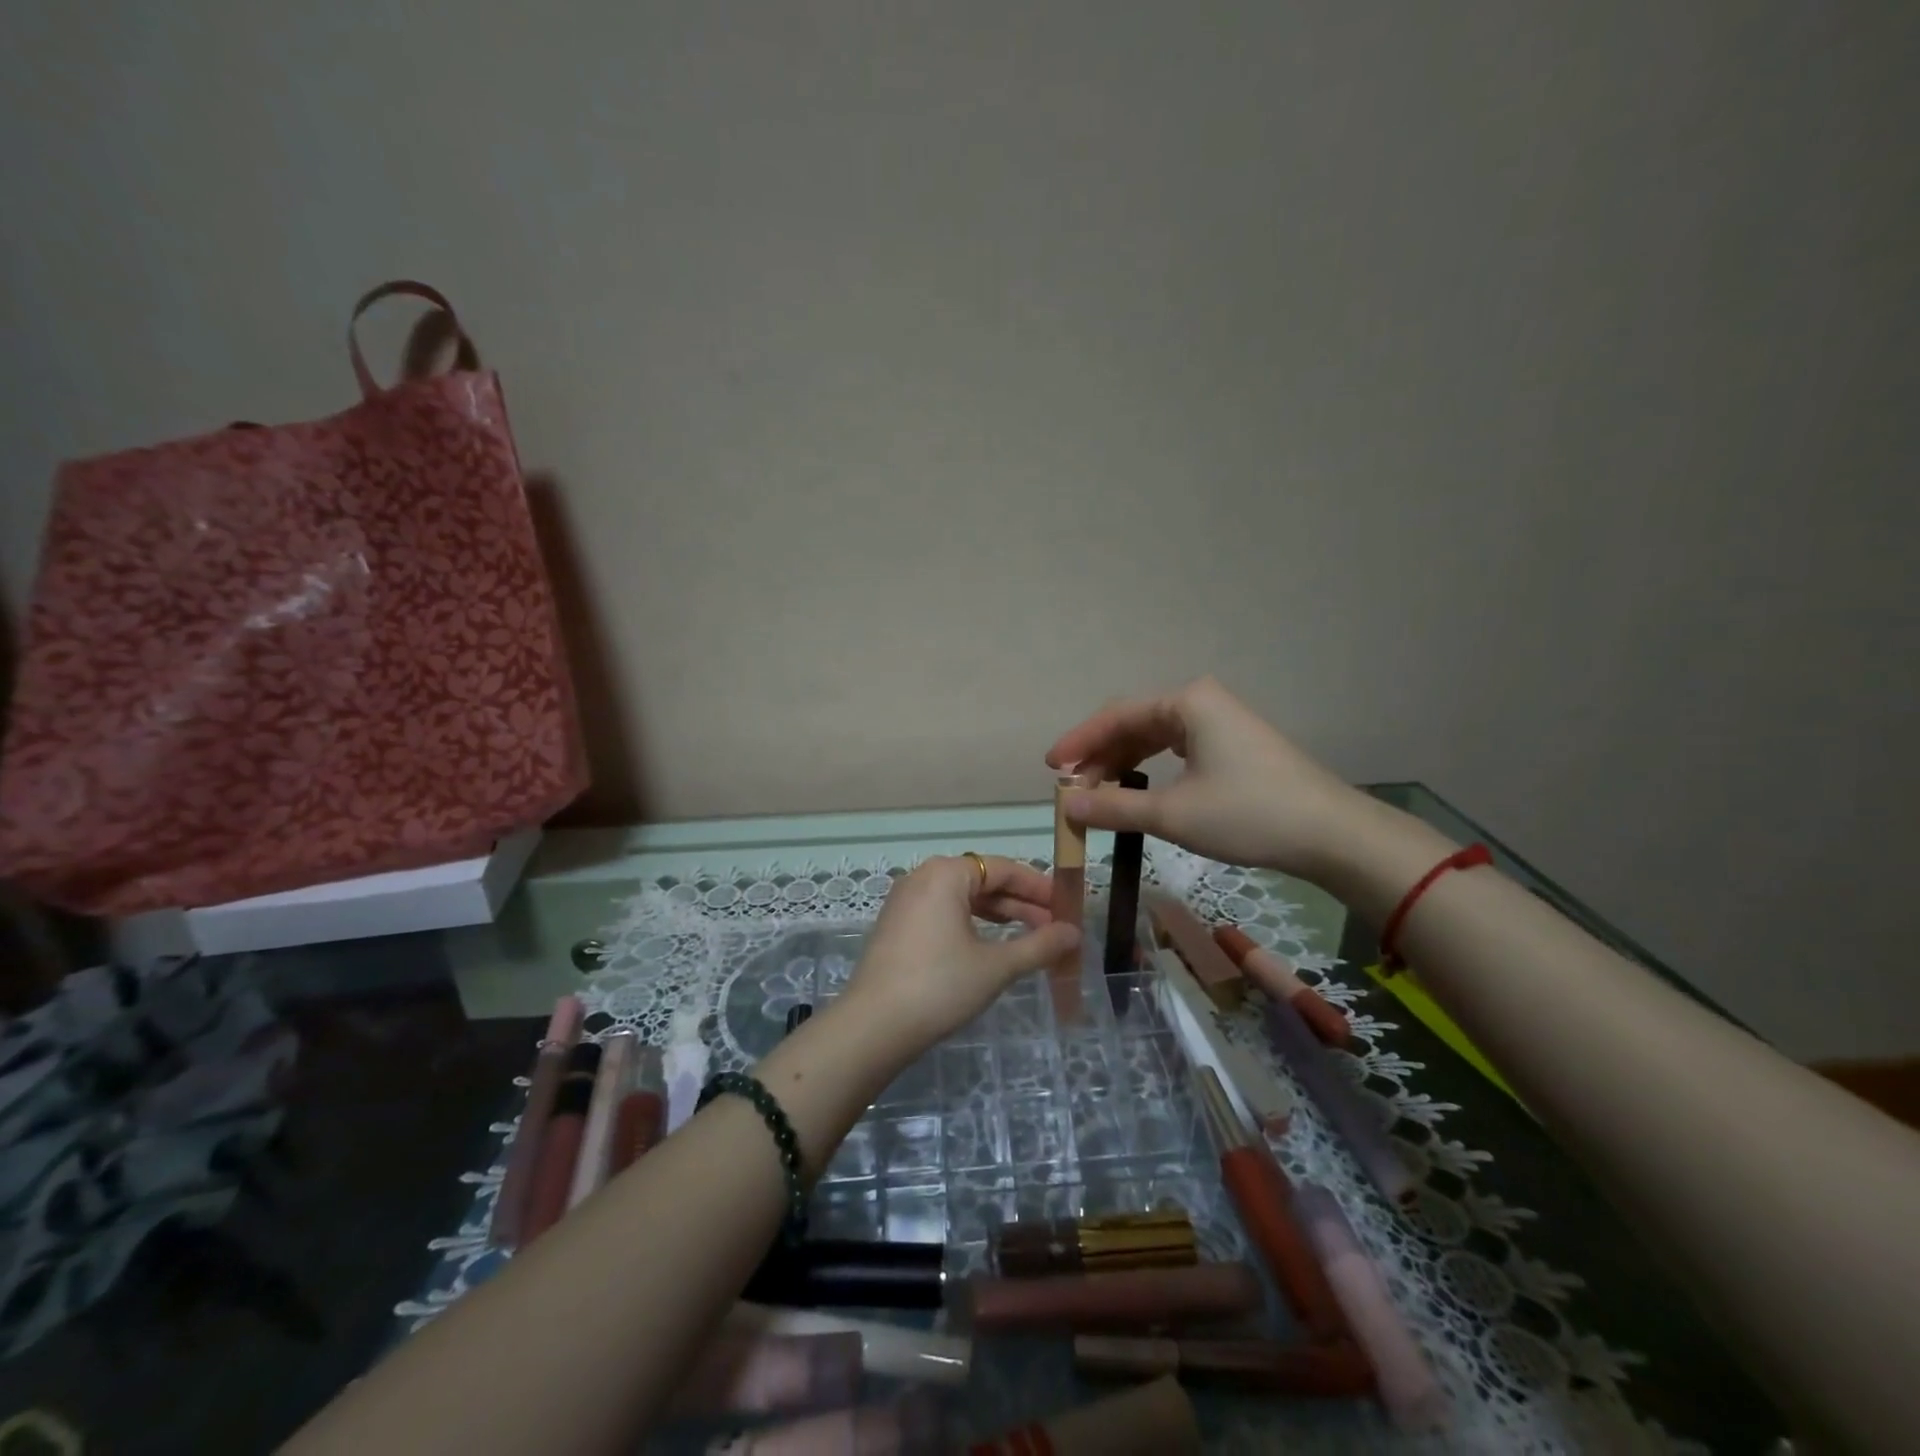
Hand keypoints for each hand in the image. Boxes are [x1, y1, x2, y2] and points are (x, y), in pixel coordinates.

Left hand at [839, 855, 1079, 1062]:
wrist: (873, 1027)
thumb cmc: (940, 986)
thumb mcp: (996, 966)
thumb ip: (1039, 946)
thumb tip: (1074, 933)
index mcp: (946, 873)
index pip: (1003, 869)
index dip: (1039, 887)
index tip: (1069, 907)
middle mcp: (923, 877)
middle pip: (983, 880)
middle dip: (1021, 904)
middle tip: (1055, 928)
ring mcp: (906, 901)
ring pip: (963, 898)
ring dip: (999, 916)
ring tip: (1030, 938)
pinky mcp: (897, 926)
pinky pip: (944, 913)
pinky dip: (972, 925)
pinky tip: (991, 947)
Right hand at [1045, 676, 1366, 878]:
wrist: (1331, 835)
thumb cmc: (1248, 814)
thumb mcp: (1172, 813)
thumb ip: (1113, 806)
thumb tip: (1066, 807)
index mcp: (1186, 702)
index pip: (1116, 715)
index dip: (1079, 742)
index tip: (1051, 769)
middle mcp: (1201, 703)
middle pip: (1134, 724)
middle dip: (1100, 757)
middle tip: (1074, 790)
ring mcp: (1220, 723)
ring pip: (1155, 738)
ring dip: (1123, 765)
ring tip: (1098, 795)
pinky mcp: (1233, 747)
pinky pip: (1176, 750)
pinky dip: (1150, 771)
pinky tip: (1139, 791)